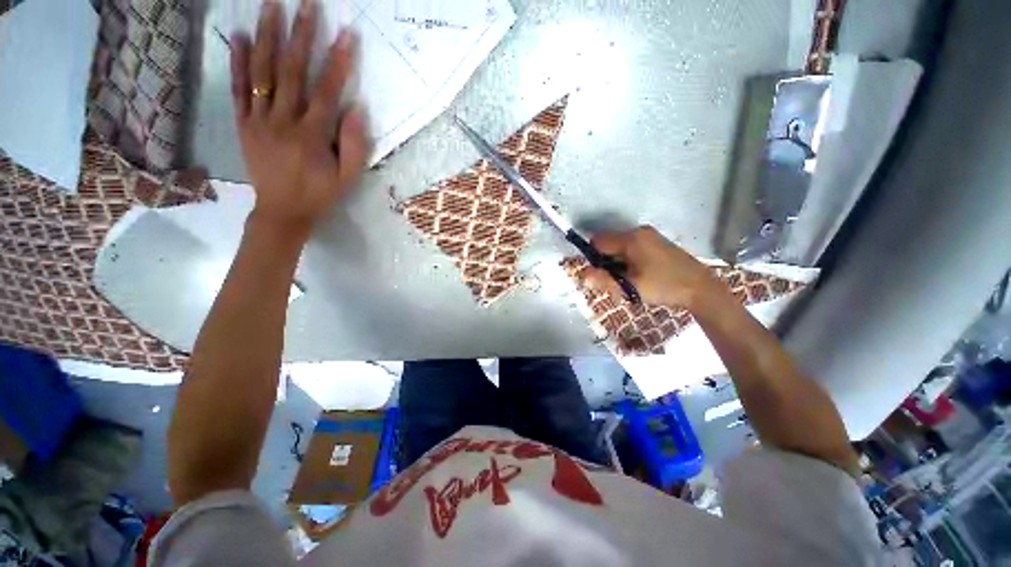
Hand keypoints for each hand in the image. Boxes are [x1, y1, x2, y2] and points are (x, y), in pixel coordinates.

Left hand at [230, 0, 369, 239]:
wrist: (283, 211)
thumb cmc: (321, 194)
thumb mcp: (348, 178)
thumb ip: (354, 146)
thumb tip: (356, 109)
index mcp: (312, 135)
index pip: (326, 91)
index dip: (337, 62)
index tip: (347, 34)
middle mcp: (283, 121)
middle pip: (291, 71)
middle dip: (300, 35)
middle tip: (305, 3)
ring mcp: (259, 120)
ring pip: (262, 73)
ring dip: (267, 37)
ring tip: (271, 5)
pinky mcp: (244, 125)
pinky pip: (239, 90)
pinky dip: (238, 62)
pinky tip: (241, 37)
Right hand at [583, 226, 717, 308]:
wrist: (701, 288)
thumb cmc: (663, 286)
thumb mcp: (630, 286)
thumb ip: (604, 280)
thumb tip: (583, 276)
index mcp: (631, 238)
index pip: (598, 241)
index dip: (592, 257)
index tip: (599, 274)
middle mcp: (639, 232)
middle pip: (609, 244)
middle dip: (605, 261)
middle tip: (615, 281)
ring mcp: (650, 236)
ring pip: (620, 247)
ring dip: (617, 263)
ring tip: (628, 280)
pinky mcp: (657, 243)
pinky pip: (632, 248)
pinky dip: (628, 260)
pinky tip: (639, 275)